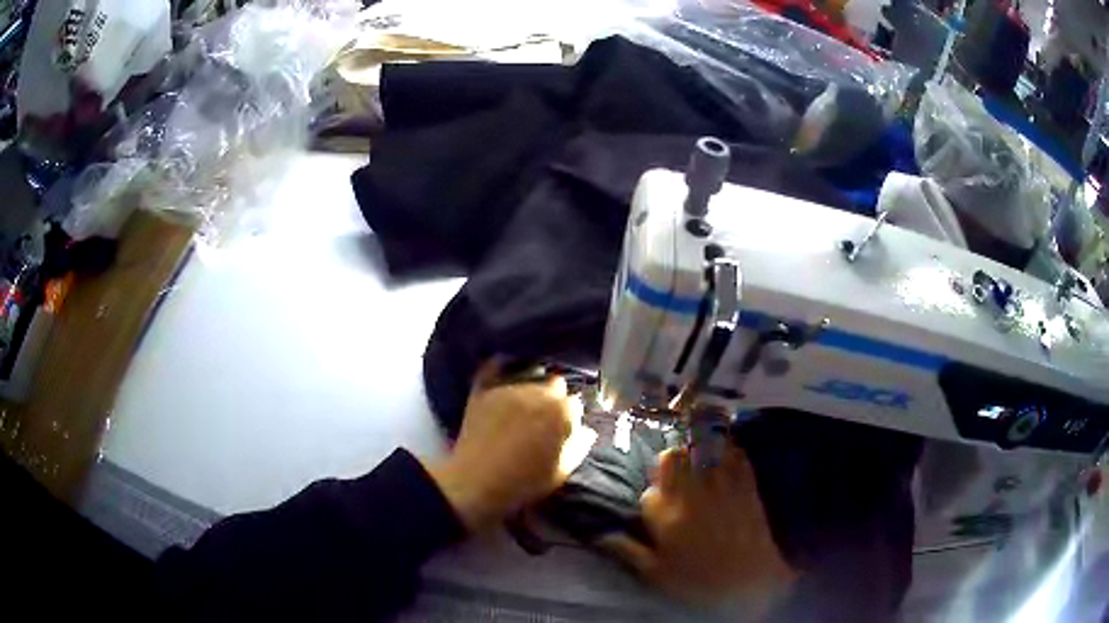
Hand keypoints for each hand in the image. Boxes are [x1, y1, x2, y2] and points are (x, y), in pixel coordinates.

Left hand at [428, 361, 597, 530]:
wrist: (476, 483)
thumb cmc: (524, 482)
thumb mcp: (561, 472)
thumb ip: (579, 447)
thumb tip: (587, 430)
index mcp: (561, 412)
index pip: (575, 404)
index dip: (571, 418)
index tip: (564, 430)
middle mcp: (538, 392)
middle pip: (555, 385)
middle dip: (554, 399)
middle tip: (544, 419)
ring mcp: (509, 388)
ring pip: (529, 377)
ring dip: (531, 388)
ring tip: (523, 405)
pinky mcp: (484, 389)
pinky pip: (495, 367)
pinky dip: (501, 367)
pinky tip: (503, 371)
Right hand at [599, 445, 795, 610]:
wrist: (750, 581)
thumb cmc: (699, 581)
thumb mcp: (656, 574)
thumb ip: (628, 550)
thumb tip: (600, 534)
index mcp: (665, 515)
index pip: (648, 491)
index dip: (649, 496)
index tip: (655, 506)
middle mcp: (691, 493)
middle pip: (672, 458)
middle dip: (668, 464)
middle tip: (671, 477)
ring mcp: (721, 485)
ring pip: (702, 449)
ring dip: (695, 451)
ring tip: (695, 458)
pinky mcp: (745, 484)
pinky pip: (735, 454)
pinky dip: (728, 450)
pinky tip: (724, 455)